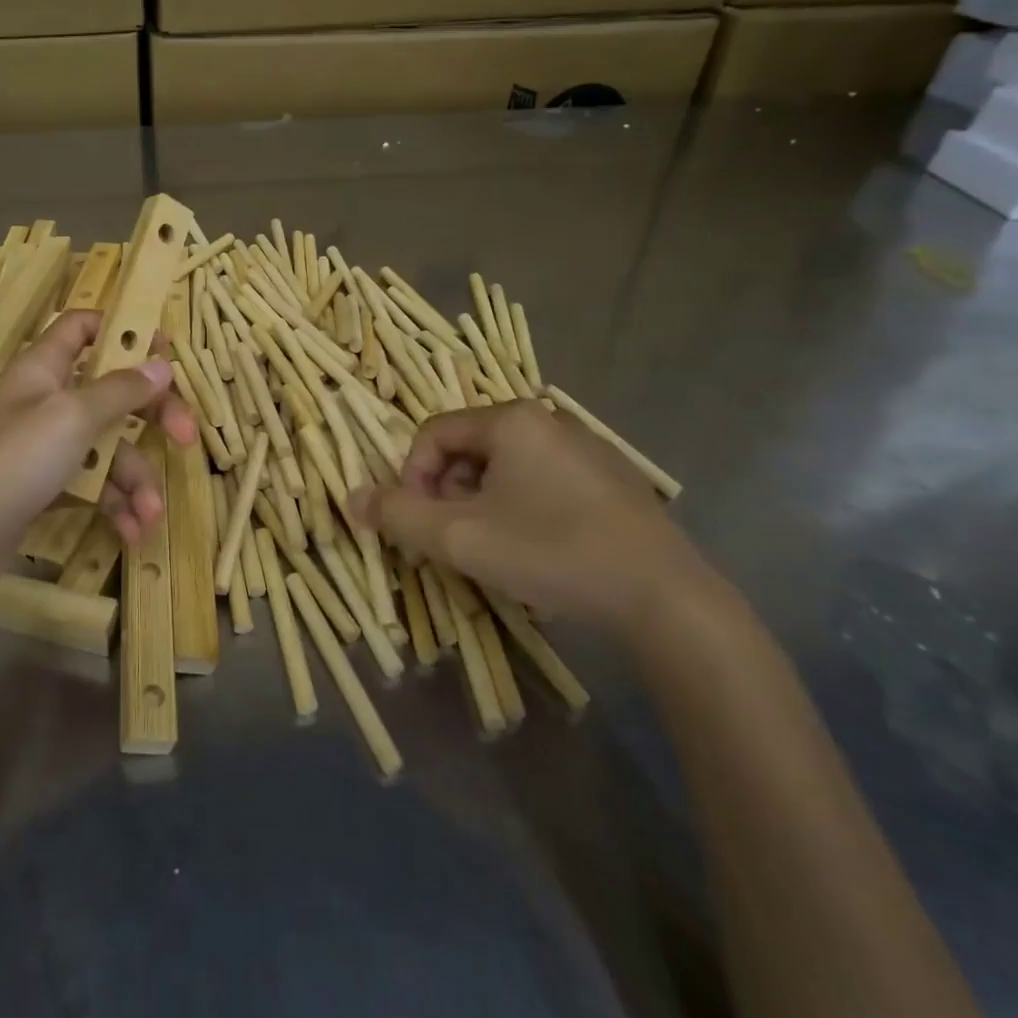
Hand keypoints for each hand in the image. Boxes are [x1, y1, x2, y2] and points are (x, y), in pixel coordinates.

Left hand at [0, 310, 195, 607]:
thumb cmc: (9, 464)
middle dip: (151, 416)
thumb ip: (120, 390)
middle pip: (111, 392)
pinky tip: (130, 533)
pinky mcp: (42, 490)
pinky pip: (90, 486)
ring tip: (150, 516)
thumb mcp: (71, 418)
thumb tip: (162, 363)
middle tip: (186, 438)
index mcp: (44, 368)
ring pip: (106, 447)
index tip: (166, 356)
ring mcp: (42, 449)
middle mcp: (45, 401)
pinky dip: (114, 505)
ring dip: (135, 479)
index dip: (124, 331)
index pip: (83, 326)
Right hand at [353, 402, 711, 641]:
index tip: (418, 523)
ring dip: (481, 504)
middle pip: (468, 449)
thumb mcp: (459, 537)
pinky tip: (539, 550)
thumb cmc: (551, 552)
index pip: (433, 434)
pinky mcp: (612, 479)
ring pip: (505, 468)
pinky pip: (543, 481)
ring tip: (494, 550)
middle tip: (454, 541)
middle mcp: (547, 420)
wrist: (666, 598)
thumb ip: (397, 514)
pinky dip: (522, 508)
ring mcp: (585, 448)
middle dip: (448, 494)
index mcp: (510, 420)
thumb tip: (350, 497)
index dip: (411, 477)